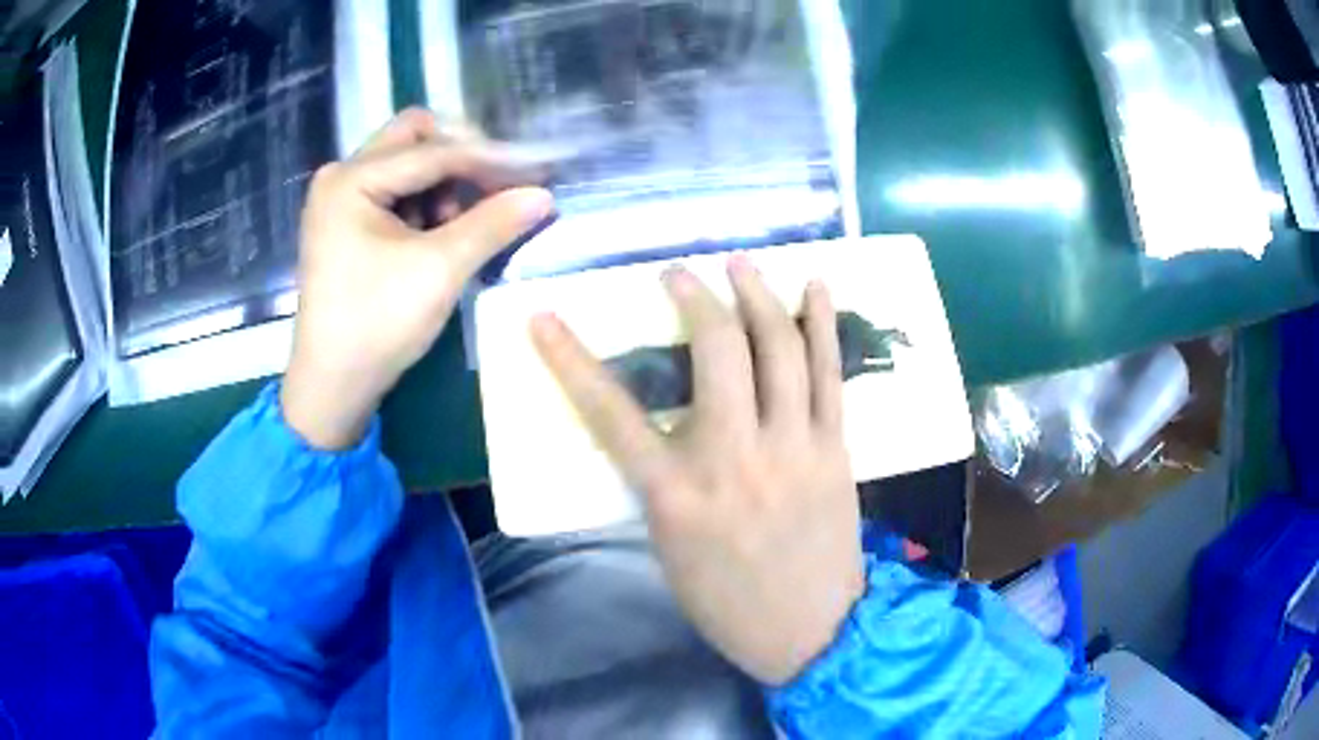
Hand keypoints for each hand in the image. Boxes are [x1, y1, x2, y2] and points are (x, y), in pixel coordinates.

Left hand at [282, 109, 552, 448]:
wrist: (333, 384)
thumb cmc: (377, 324)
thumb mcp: (440, 270)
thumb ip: (493, 223)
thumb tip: (544, 195)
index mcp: (351, 179)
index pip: (432, 151)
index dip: (488, 159)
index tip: (536, 169)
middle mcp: (340, 176)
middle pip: (413, 138)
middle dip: (459, 157)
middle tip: (495, 186)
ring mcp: (339, 198)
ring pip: (406, 162)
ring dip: (442, 182)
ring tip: (462, 226)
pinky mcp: (345, 221)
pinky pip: (395, 190)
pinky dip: (424, 202)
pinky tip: (439, 235)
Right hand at [531, 255, 865, 684]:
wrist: (812, 631)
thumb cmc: (727, 601)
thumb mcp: (669, 548)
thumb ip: (662, 482)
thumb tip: (661, 428)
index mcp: (676, 496)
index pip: (610, 413)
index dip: (570, 360)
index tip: (545, 319)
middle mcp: (734, 459)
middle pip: (715, 353)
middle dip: (694, 299)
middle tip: (679, 274)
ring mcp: (793, 449)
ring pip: (779, 350)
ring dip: (758, 295)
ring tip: (741, 264)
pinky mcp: (835, 449)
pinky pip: (831, 374)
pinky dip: (822, 323)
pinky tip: (815, 284)